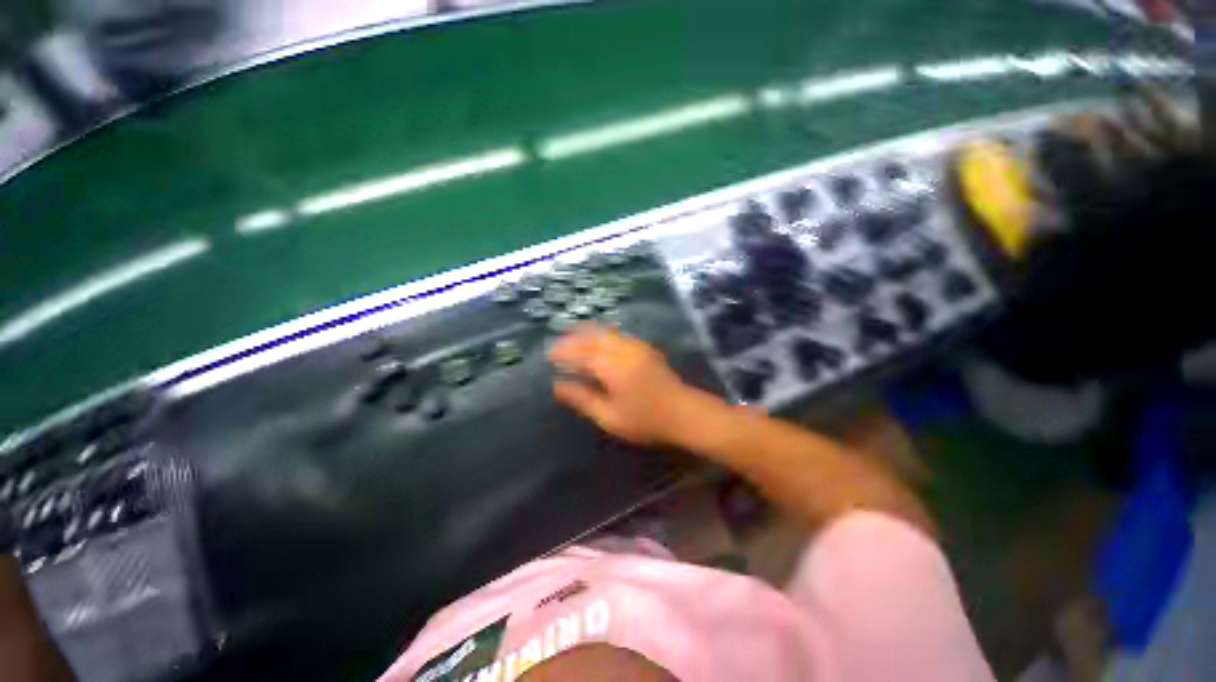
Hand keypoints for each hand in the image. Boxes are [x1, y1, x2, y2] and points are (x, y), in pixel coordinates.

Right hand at [549, 324, 701, 445]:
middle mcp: (624, 350)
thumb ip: (583, 399)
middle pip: (593, 337)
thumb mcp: (610, 417)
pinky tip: (598, 341)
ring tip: (572, 337)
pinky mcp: (645, 348)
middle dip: (573, 337)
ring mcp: (637, 346)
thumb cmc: (646, 420)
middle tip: (558, 343)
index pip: (582, 353)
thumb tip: (557, 386)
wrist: (685, 413)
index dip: (564, 351)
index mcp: (613, 367)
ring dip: (587, 333)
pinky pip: (618, 334)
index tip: (549, 354)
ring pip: (606, 332)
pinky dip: (603, 334)